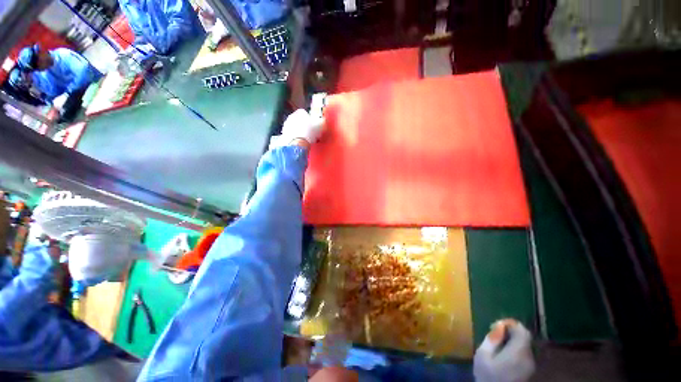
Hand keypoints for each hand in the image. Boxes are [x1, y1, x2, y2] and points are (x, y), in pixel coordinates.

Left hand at [281, 109, 324, 144]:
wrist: (297, 143)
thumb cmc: (309, 132)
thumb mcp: (320, 126)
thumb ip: (322, 122)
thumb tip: (323, 121)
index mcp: (300, 112)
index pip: (305, 113)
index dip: (310, 120)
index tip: (314, 126)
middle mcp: (291, 116)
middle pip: (298, 120)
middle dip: (303, 125)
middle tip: (310, 133)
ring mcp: (285, 126)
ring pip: (294, 127)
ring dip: (298, 132)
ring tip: (305, 139)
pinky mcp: (283, 135)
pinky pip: (291, 135)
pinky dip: (294, 138)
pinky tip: (299, 143)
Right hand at [474, 319, 534, 381]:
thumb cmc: (487, 376)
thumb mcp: (483, 355)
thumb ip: (492, 339)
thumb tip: (499, 325)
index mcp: (518, 352)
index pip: (522, 331)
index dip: (510, 324)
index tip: (496, 325)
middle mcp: (529, 357)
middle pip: (524, 338)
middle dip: (511, 332)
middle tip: (495, 333)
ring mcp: (530, 366)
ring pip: (524, 346)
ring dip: (512, 340)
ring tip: (497, 344)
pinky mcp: (528, 372)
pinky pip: (524, 354)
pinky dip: (515, 349)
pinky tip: (503, 354)